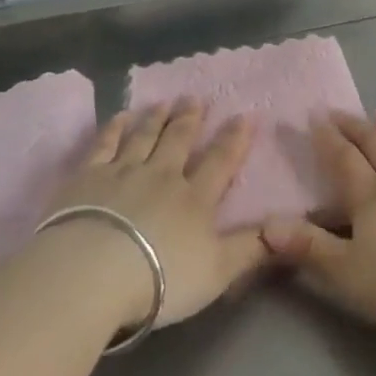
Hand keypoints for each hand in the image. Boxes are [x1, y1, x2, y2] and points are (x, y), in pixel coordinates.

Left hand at [40, 98, 268, 331]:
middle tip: (196, 97)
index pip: (220, 161)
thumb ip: (252, 249)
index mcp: (195, 198)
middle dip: (190, 119)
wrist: (92, 274)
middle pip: (179, 141)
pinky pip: (104, 145)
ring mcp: (123, 173)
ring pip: (144, 137)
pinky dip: (114, 128)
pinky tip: (120, 116)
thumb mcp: (218, 271)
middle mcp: (162, 176)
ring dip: (156, 118)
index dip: (234, 138)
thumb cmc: (160, 278)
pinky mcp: (87, 178)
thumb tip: (288, 227)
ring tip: (164, 102)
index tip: (245, 114)